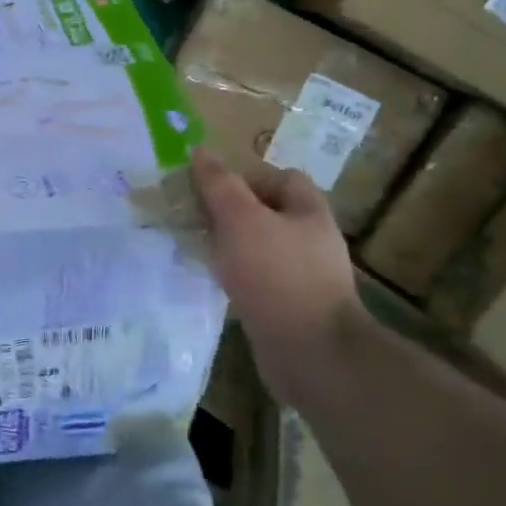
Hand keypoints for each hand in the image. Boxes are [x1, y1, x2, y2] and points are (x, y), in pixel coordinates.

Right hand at [191, 149, 356, 402]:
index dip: (242, 177)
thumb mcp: (240, 219)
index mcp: (308, 210)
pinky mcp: (291, 305)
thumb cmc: (276, 275)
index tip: (208, 192)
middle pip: (265, 211)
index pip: (277, 177)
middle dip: (229, 212)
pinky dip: (236, 275)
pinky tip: (215, 281)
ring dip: (229, 244)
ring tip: (198, 250)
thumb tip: (199, 152)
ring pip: (258, 245)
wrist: (311, 353)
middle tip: (195, 219)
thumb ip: (219, 185)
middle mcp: (311, 238)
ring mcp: (303, 274)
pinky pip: (258, 277)